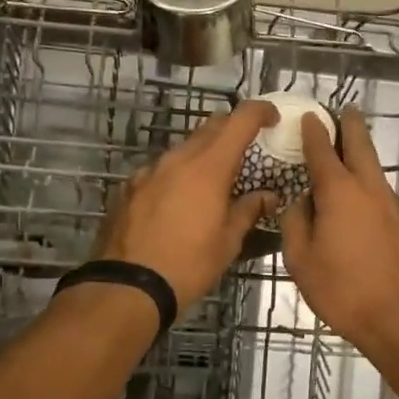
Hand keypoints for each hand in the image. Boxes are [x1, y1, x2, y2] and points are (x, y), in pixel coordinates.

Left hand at [91, 99, 279, 309]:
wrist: (127, 286)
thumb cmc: (188, 265)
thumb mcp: (227, 242)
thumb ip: (249, 210)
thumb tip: (268, 196)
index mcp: (208, 167)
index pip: (239, 120)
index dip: (260, 111)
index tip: (272, 118)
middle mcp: (177, 159)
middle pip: (210, 128)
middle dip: (232, 130)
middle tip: (248, 149)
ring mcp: (149, 171)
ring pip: (183, 149)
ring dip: (203, 154)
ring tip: (214, 181)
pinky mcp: (129, 187)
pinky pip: (161, 170)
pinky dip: (177, 175)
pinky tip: (179, 201)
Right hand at [281, 107, 398, 357]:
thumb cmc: (341, 289)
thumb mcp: (300, 259)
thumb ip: (295, 223)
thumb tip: (299, 204)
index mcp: (339, 191)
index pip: (322, 150)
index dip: (314, 131)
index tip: (309, 116)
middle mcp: (368, 188)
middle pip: (360, 146)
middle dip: (350, 125)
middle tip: (343, 111)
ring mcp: (391, 205)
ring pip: (375, 168)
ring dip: (361, 153)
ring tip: (348, 149)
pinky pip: (381, 191)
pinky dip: (368, 182)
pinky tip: (358, 196)